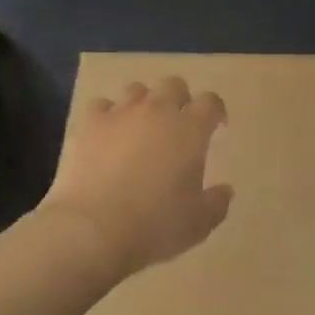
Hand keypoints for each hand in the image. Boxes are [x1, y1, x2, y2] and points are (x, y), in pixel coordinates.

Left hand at [41, 77, 233, 279]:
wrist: (93, 229)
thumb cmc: (155, 225)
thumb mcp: (199, 223)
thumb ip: (217, 203)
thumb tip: (225, 190)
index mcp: (190, 131)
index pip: (210, 102)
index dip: (216, 112)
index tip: (216, 128)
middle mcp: (157, 112)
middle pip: (173, 85)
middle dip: (180, 100)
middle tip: (178, 126)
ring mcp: (120, 115)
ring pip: (136, 89)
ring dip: (144, 103)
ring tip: (142, 127)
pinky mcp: (89, 125)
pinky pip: (101, 105)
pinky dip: (108, 115)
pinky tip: (108, 134)